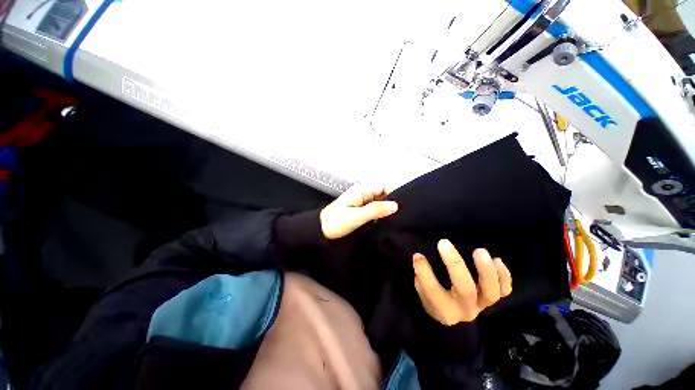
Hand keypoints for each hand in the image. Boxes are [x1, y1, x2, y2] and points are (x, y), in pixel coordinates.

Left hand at [320, 184, 397, 239]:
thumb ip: (375, 210)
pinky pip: (374, 210)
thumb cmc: (335, 223)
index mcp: (361, 191)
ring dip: (386, 209)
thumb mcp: (356, 216)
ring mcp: (361, 203)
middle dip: (391, 202)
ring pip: (379, 203)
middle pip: (382, 194)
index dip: (394, 193)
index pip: (383, 186)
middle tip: (401, 215)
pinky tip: (386, 222)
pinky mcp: (360, 211)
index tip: (403, 205)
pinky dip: (380, 214)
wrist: (320, 232)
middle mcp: (362, 194)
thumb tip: (395, 205)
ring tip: (396, 220)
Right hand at [413, 240, 511, 325]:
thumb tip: (419, 258)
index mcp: (444, 310)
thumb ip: (421, 277)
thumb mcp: (422, 292)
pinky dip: (505, 277)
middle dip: (454, 264)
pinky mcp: (493, 298)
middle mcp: (465, 310)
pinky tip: (497, 260)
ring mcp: (482, 305)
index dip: (424, 272)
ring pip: (490, 292)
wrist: (454, 316)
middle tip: (444, 243)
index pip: (433, 291)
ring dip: (486, 270)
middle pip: (465, 289)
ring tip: (479, 251)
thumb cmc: (434, 300)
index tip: (418, 255)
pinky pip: (505, 291)